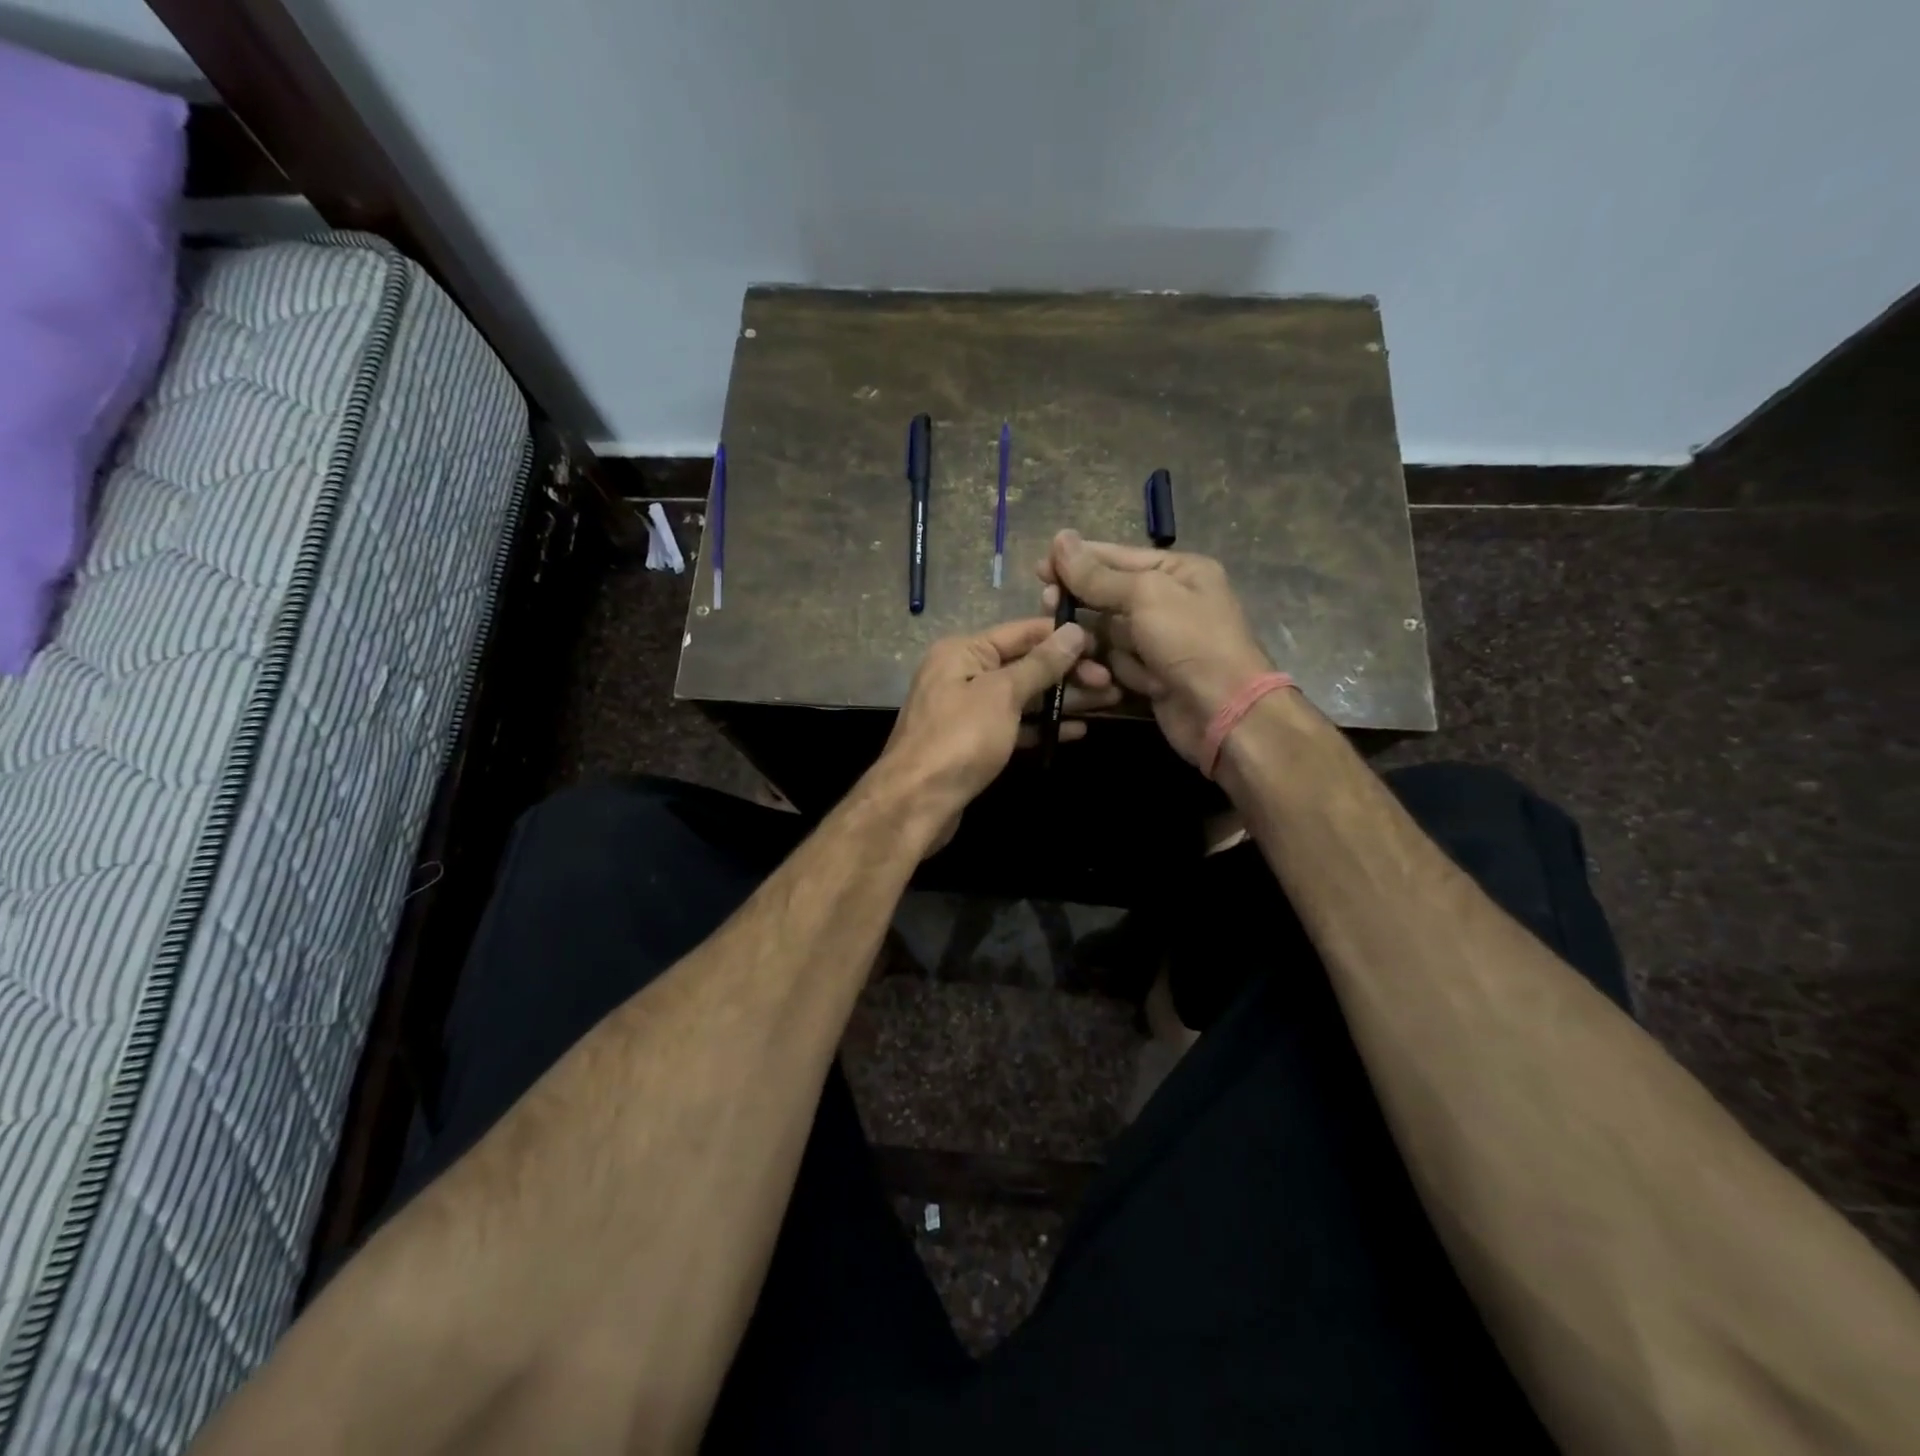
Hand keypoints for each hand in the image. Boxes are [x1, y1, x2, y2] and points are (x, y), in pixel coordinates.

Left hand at [876, 617, 1119, 849]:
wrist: (916, 802)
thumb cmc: (959, 739)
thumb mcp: (1002, 694)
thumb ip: (1040, 664)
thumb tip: (1073, 631)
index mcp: (963, 651)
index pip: (1022, 632)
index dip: (1063, 637)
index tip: (1104, 644)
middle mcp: (962, 673)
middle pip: (1024, 665)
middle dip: (1068, 672)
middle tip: (1113, 682)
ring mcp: (967, 710)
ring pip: (1022, 697)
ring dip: (1062, 699)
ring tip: (1109, 702)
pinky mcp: (972, 742)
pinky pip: (1014, 725)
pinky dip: (1042, 726)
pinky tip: (1076, 730)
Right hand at [1040, 531, 1275, 766]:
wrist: (1223, 713)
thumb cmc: (1190, 641)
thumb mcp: (1145, 596)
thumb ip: (1098, 575)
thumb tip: (1060, 539)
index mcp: (1178, 572)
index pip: (1118, 558)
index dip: (1078, 561)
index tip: (1040, 567)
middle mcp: (1170, 602)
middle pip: (1108, 596)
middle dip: (1082, 605)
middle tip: (1049, 605)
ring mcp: (1160, 642)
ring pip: (1107, 634)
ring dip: (1095, 645)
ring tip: (1082, 653)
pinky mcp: (1151, 675)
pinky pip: (1117, 663)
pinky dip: (1113, 671)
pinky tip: (1107, 681)